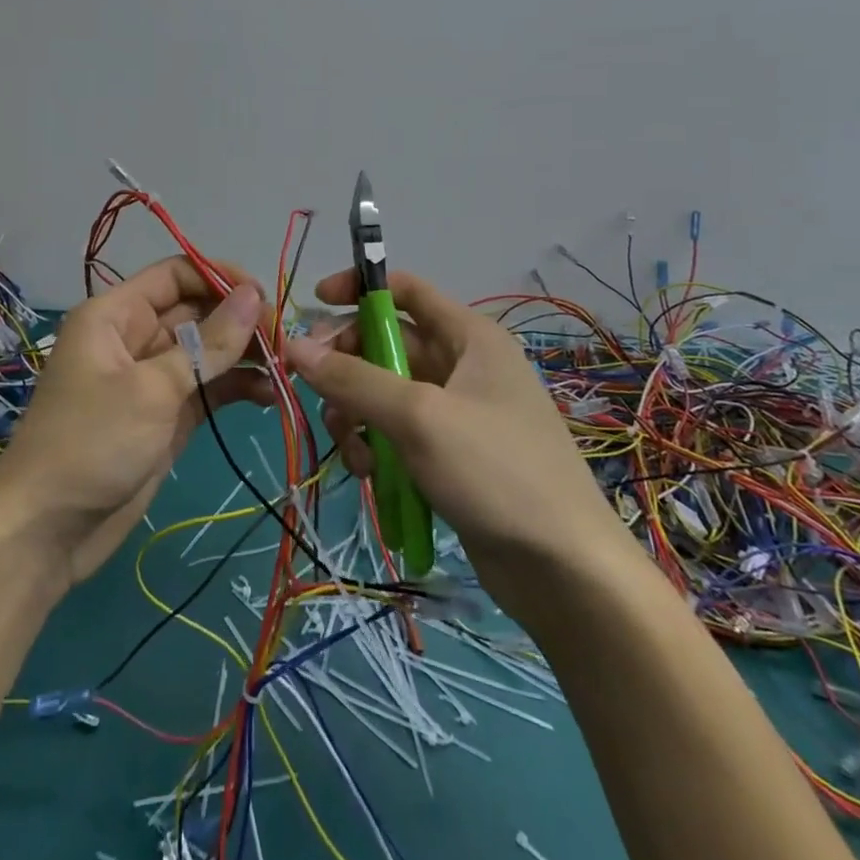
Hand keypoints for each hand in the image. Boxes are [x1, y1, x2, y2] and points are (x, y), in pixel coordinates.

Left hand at [0, 257, 268, 586]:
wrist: (48, 532)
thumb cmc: (93, 443)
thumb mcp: (153, 389)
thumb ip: (209, 343)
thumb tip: (253, 295)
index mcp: (115, 315)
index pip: (175, 275)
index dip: (220, 277)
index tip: (264, 297)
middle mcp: (134, 337)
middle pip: (196, 312)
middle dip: (240, 321)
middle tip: (285, 340)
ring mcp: (151, 379)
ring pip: (206, 351)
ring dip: (244, 356)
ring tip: (286, 369)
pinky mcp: (166, 416)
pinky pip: (207, 388)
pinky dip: (236, 388)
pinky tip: (270, 396)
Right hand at [286, 269, 622, 590]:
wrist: (565, 571)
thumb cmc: (497, 472)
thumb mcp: (419, 417)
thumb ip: (353, 379)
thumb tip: (293, 345)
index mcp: (468, 336)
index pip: (404, 289)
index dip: (358, 288)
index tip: (315, 305)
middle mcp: (462, 364)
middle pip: (385, 343)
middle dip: (347, 366)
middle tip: (316, 392)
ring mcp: (456, 412)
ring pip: (383, 392)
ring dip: (357, 414)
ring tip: (353, 450)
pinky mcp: (449, 454)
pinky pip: (396, 432)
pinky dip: (376, 445)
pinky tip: (371, 475)